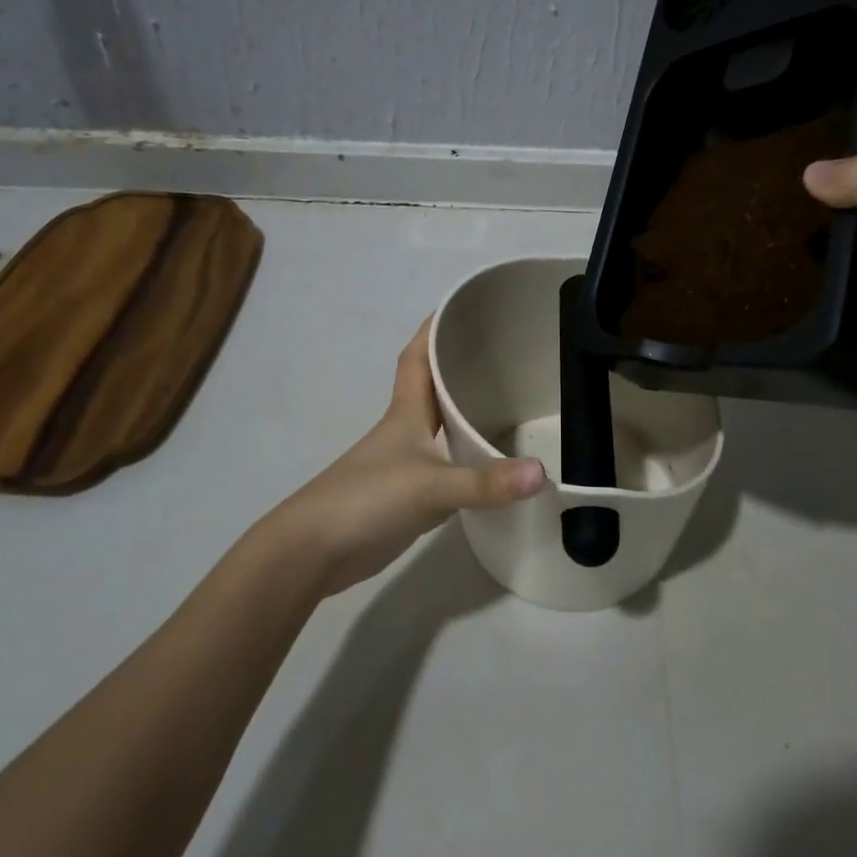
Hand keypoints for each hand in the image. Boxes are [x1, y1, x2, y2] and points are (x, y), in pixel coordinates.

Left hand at [262, 321, 545, 596]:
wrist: (314, 551)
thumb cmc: (367, 499)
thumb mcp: (430, 486)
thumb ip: (485, 482)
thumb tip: (542, 474)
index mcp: (406, 412)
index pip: (417, 356)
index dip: (434, 328)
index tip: (462, 305)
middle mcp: (406, 430)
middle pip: (433, 386)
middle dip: (461, 365)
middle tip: (505, 352)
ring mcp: (405, 463)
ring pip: (441, 425)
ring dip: (467, 412)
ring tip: (510, 400)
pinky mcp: (408, 495)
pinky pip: (446, 464)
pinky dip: (468, 457)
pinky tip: (493, 464)